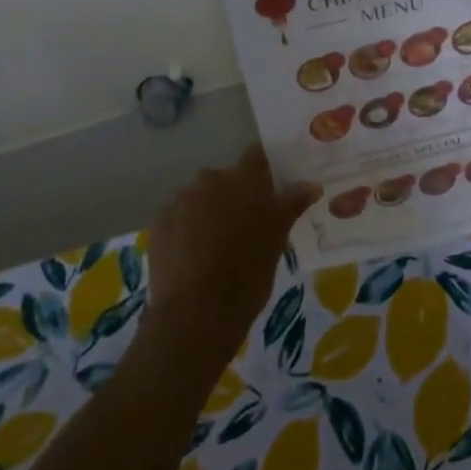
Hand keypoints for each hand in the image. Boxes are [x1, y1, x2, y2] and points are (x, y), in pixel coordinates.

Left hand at [140, 146, 318, 364]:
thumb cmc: (247, 273)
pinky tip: (196, 256)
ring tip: (220, 245)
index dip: (267, 167)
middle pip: (227, 179)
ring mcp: (179, 200)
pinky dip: (189, 230)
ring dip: (212, 212)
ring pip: (202, 198)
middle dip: (237, 195)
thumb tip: (311, 184)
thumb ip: (291, 204)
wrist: (195, 313)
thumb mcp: (277, 239)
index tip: (275, 183)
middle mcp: (208, 179)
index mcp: (241, 178)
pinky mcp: (159, 224)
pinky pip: (180, 218)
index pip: (257, 156)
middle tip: (250, 224)